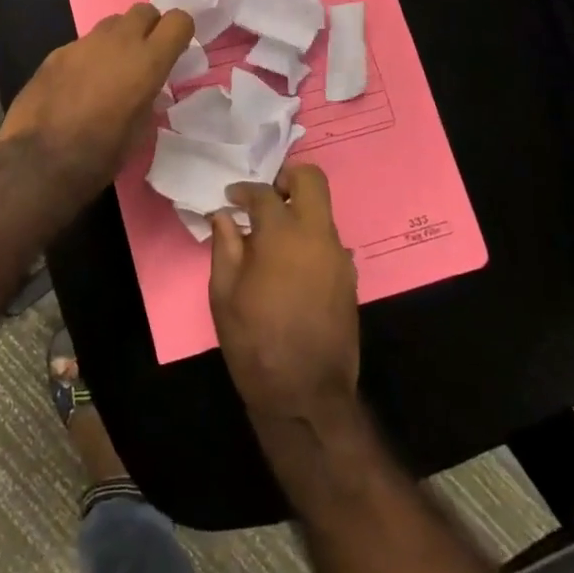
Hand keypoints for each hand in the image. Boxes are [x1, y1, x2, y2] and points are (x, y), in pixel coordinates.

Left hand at [0, 3, 193, 194]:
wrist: (39, 159)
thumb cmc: (100, 154)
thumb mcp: (140, 130)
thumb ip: (148, 97)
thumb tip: (145, 89)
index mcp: (147, 61)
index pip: (178, 20)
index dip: (181, 32)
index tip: (176, 50)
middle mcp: (117, 42)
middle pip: (143, 10)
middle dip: (150, 27)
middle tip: (145, 56)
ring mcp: (83, 43)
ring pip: (112, 23)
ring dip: (119, 39)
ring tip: (112, 70)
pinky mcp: (57, 53)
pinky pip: (84, 44)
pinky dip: (90, 56)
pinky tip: (79, 84)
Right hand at [209, 166, 359, 426]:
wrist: (306, 395)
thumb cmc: (255, 343)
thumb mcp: (224, 295)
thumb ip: (225, 247)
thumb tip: (225, 217)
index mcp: (283, 236)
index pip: (264, 193)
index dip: (243, 190)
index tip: (230, 199)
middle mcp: (318, 237)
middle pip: (312, 181)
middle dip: (287, 177)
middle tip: (264, 195)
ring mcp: (339, 257)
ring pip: (323, 211)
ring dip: (298, 210)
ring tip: (271, 235)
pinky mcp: (349, 279)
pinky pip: (329, 241)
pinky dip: (309, 238)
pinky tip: (289, 264)